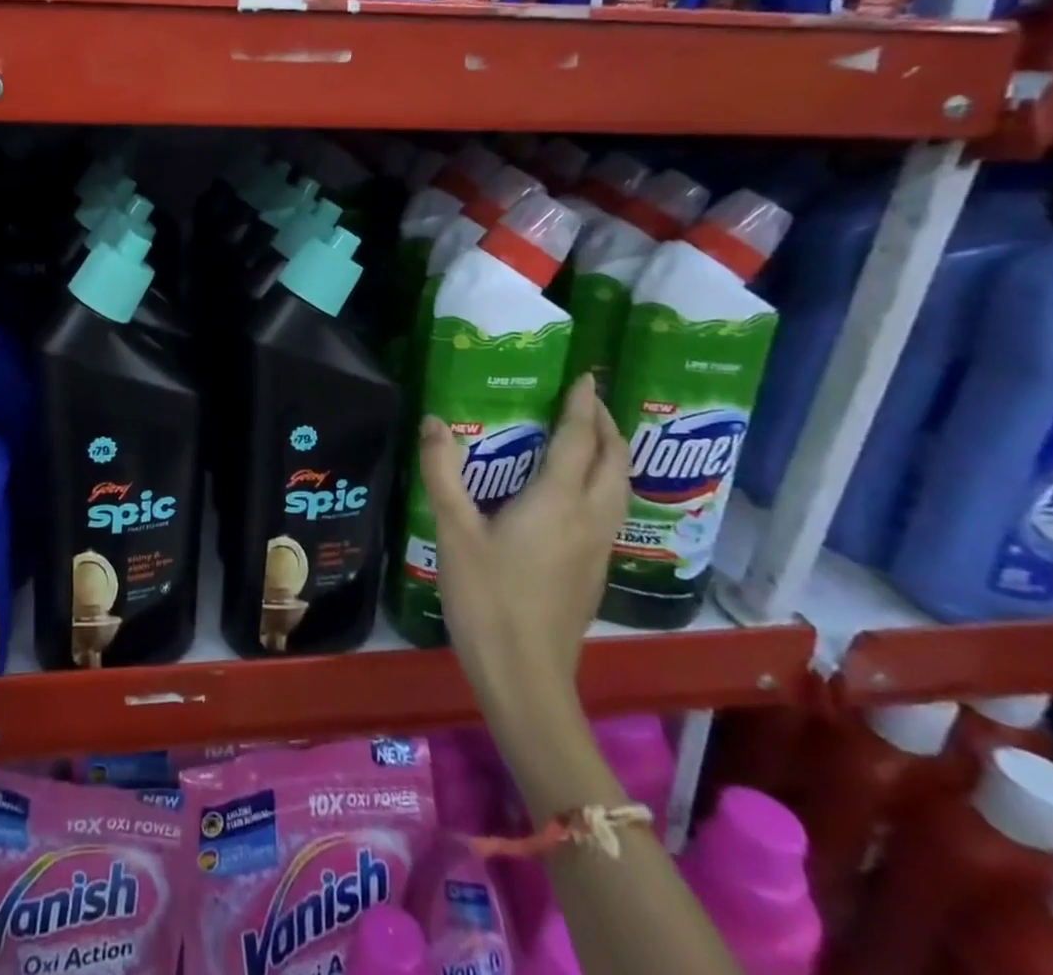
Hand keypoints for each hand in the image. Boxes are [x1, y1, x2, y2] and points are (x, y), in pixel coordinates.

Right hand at [419, 377, 630, 700]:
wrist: (525, 675)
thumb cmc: (487, 598)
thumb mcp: (453, 531)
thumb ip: (443, 473)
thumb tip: (433, 422)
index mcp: (558, 502)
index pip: (580, 440)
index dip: (583, 405)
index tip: (584, 377)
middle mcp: (589, 519)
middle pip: (614, 461)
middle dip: (607, 425)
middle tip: (585, 401)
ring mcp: (598, 547)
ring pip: (620, 487)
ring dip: (611, 454)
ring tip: (587, 436)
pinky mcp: (594, 570)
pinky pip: (611, 509)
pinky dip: (603, 481)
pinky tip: (576, 490)